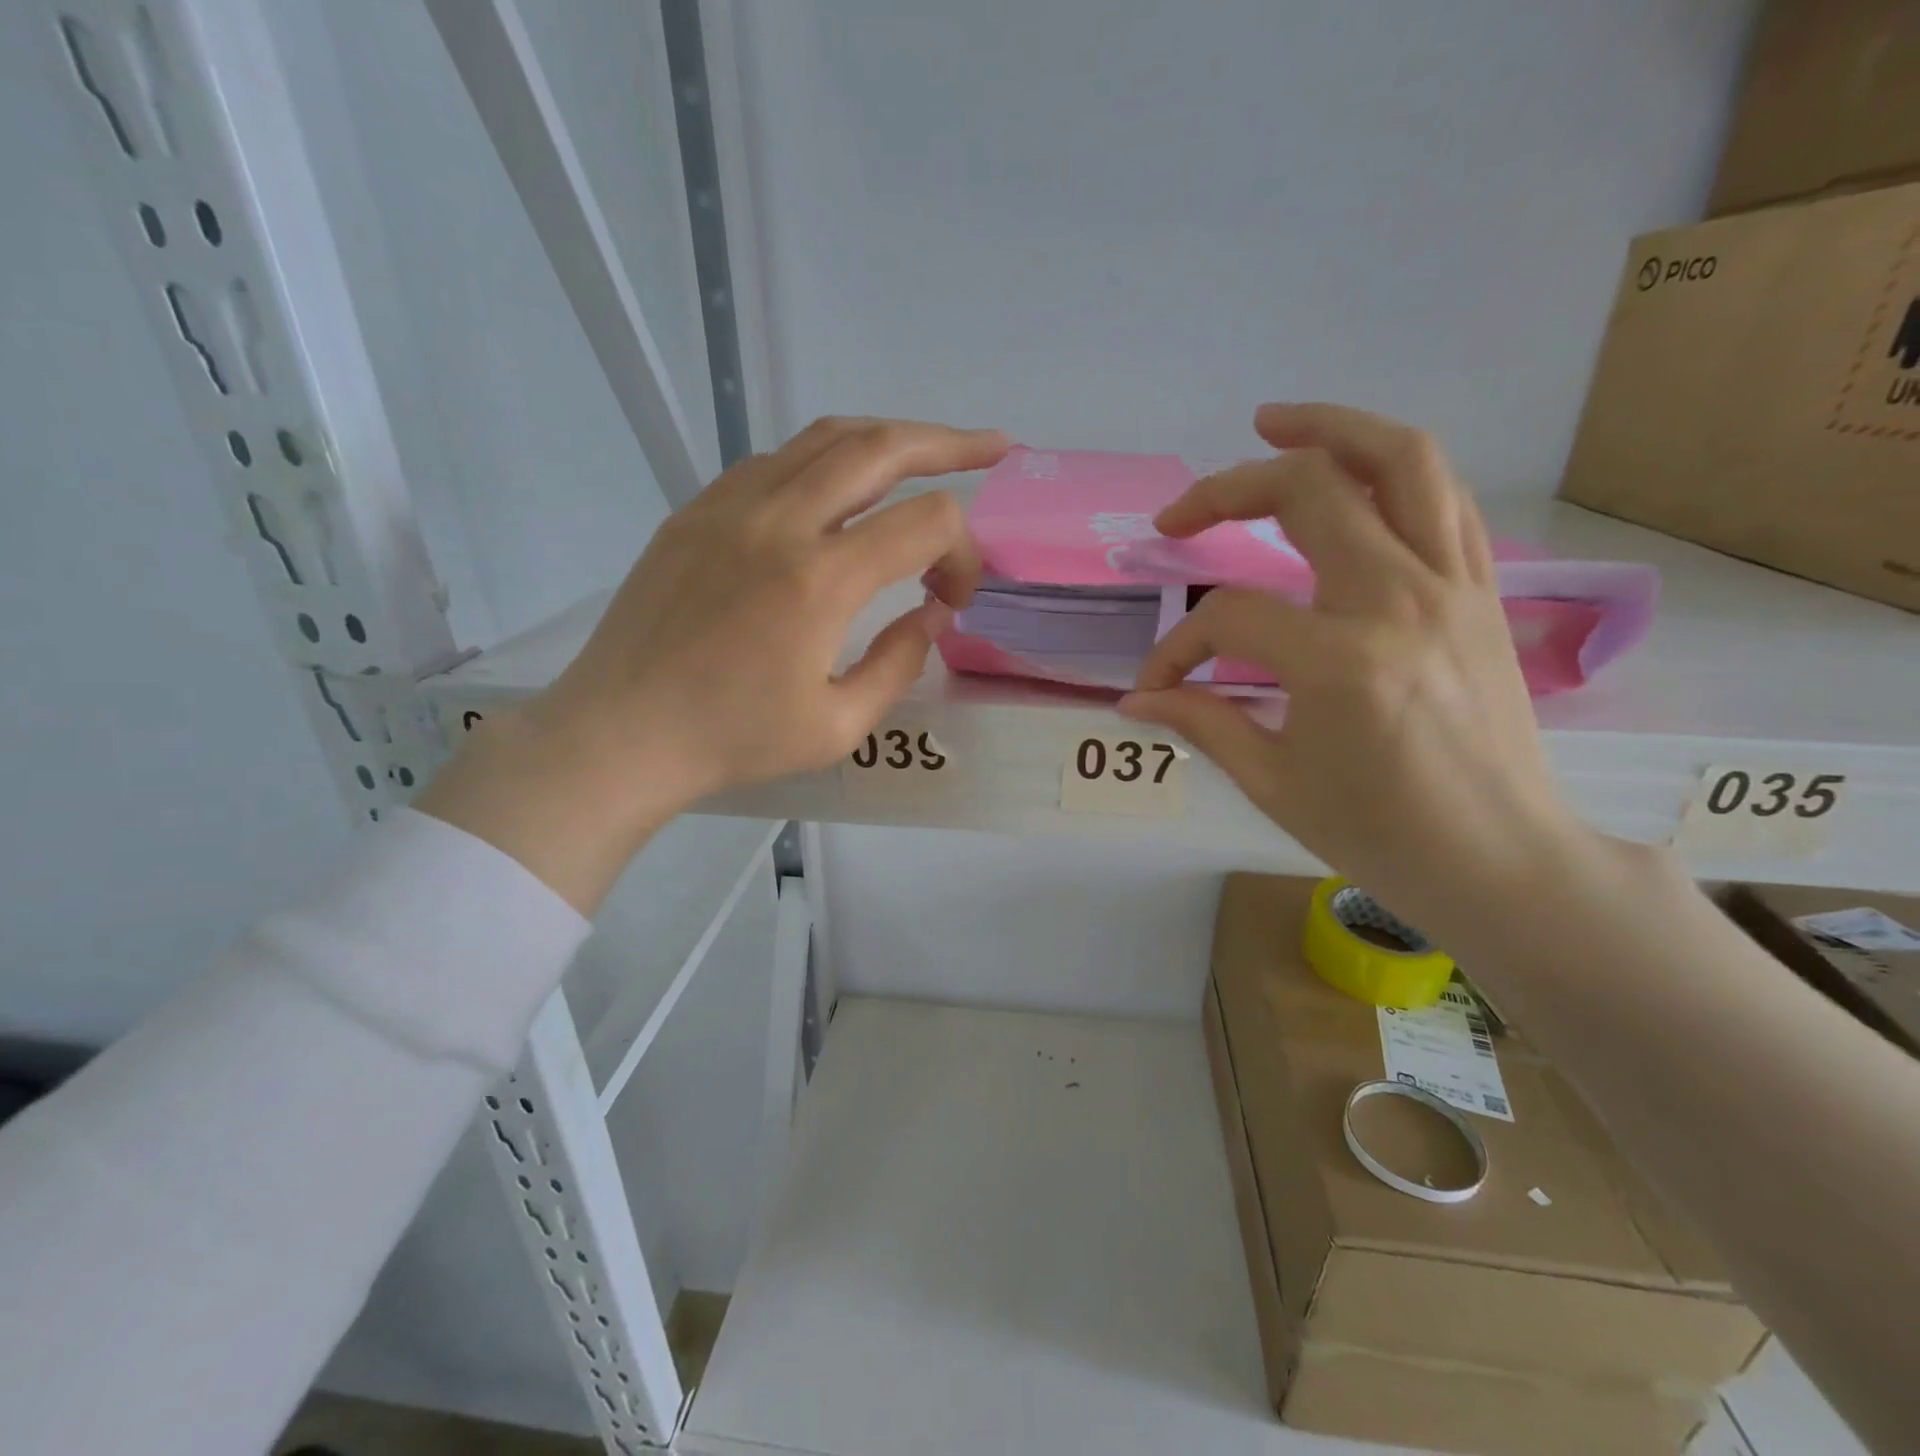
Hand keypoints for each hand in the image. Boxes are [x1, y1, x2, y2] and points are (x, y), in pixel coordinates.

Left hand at [420, 416, 1008, 911]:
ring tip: (925, 451)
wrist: (621, 732)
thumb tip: (929, 613)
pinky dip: (824, 461)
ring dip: (887, 439)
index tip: (954, 598)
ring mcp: (730, 506)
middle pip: (882, 448)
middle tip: (992, 446)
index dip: (963, 553)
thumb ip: (899, 663)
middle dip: (949, 443)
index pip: (927, 523)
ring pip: (826, 438)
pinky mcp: (696, 510)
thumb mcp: (838, 726)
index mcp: (820, 580)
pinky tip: (840, 488)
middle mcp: (779, 521)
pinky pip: (775, 461)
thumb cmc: (732, 740)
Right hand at [1120, 403, 1587, 939]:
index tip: (1158, 683)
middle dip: (1226, 492)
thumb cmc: (1380, 834)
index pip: (1228, 617)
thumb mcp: (1274, 782)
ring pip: (1400, 460)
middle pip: (1307, 493)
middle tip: (1180, 514)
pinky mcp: (1484, 591)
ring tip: (1274, 423)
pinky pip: (1444, 498)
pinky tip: (1353, 473)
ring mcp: (1454, 586)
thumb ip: (1202, 720)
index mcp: (1340, 661)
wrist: (1501, 860)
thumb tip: (1136, 698)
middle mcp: (1400, 601)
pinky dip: (1394, 468)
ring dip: (1330, 428)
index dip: (1177, 647)